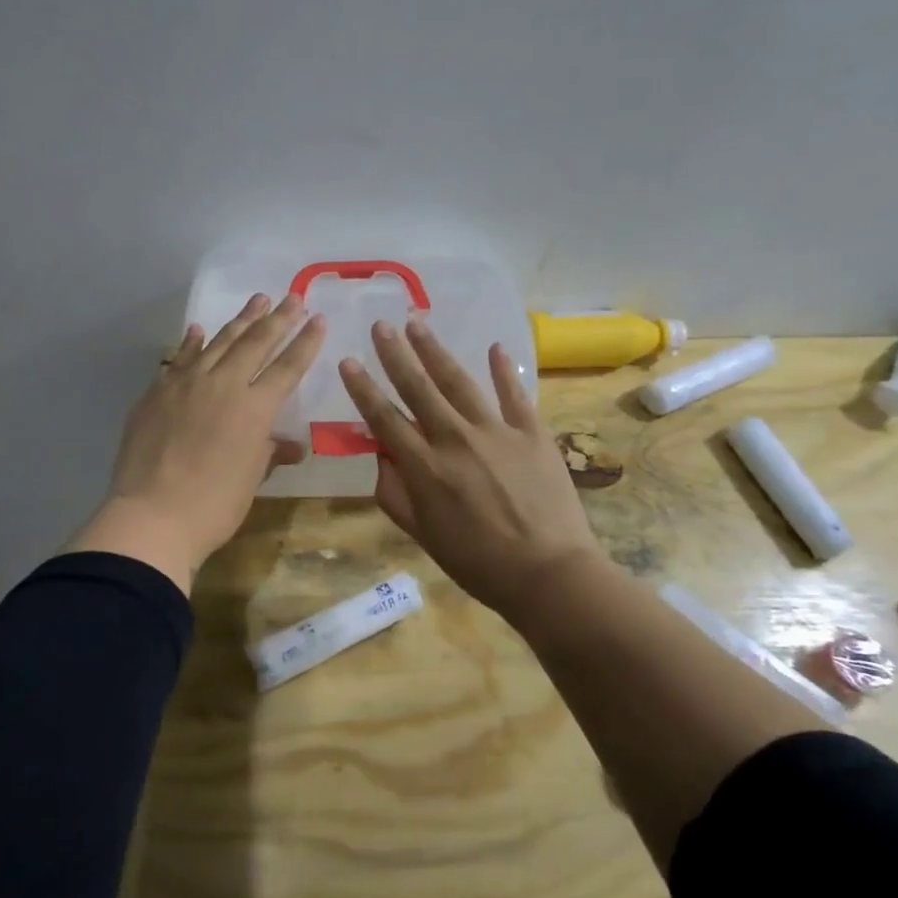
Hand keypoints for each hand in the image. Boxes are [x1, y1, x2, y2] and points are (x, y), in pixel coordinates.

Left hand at [70, 293, 325, 590]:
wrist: (151, 516)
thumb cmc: (213, 507)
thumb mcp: (251, 480)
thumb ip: (270, 453)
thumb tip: (291, 446)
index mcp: (255, 409)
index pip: (287, 367)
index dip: (305, 342)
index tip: (318, 318)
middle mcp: (223, 385)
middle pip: (255, 343)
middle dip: (278, 318)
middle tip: (292, 297)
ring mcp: (185, 384)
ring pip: (218, 342)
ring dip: (240, 320)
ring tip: (257, 300)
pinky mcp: (157, 392)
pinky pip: (179, 359)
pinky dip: (192, 342)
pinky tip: (200, 329)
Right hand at [338, 317, 599, 621]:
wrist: (549, 573)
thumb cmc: (478, 563)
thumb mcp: (424, 536)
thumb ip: (395, 495)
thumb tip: (378, 458)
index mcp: (425, 467)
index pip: (385, 419)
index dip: (363, 390)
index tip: (348, 362)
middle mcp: (455, 439)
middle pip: (419, 389)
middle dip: (396, 355)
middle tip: (381, 325)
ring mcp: (497, 432)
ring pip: (460, 382)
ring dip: (436, 351)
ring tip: (418, 324)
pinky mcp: (532, 433)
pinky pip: (515, 395)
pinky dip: (505, 370)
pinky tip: (495, 348)